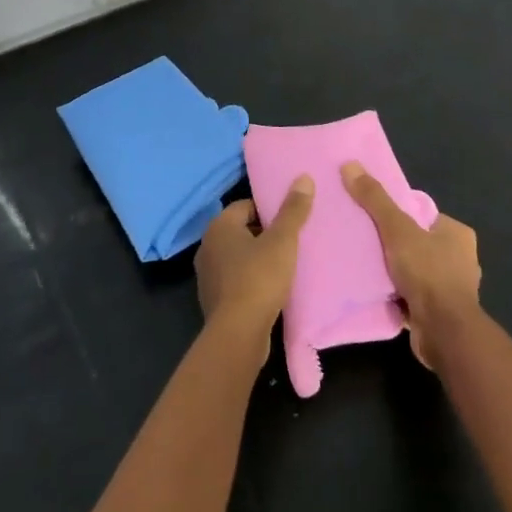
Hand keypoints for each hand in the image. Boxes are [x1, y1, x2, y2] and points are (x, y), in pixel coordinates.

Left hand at [195, 182, 313, 348]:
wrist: (238, 333)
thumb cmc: (259, 278)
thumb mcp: (282, 241)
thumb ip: (293, 210)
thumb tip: (303, 178)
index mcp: (219, 226)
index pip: (245, 205)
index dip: (268, 210)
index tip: (289, 220)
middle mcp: (208, 246)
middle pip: (241, 231)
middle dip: (264, 234)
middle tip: (291, 241)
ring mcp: (208, 275)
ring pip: (238, 257)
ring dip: (257, 259)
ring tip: (285, 265)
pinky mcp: (214, 300)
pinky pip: (235, 280)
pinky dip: (251, 280)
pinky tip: (271, 290)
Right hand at [343, 161, 481, 367]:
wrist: (444, 332)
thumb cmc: (427, 272)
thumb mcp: (397, 229)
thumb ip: (375, 199)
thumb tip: (350, 164)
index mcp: (457, 233)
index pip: (423, 215)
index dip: (399, 215)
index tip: (375, 219)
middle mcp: (461, 259)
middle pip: (418, 243)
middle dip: (396, 245)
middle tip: (366, 242)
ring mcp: (453, 288)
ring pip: (416, 270)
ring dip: (396, 272)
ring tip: (367, 266)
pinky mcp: (441, 313)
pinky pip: (414, 295)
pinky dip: (398, 294)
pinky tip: (377, 291)